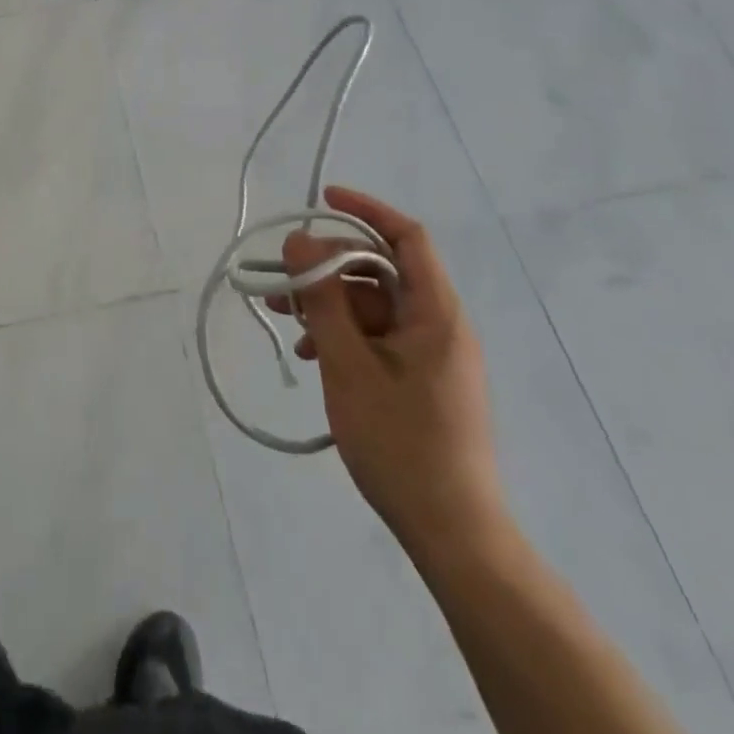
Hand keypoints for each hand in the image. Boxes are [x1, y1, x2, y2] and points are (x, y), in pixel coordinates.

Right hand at [273, 188, 505, 558]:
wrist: (453, 534)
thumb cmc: (401, 443)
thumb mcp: (348, 365)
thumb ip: (322, 299)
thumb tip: (299, 241)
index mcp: (435, 312)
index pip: (407, 237)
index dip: (365, 210)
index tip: (322, 199)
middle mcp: (439, 324)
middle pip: (380, 271)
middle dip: (327, 268)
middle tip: (280, 282)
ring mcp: (432, 354)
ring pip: (373, 306)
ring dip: (328, 305)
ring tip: (284, 320)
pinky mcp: (421, 380)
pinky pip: (377, 337)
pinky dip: (343, 335)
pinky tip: (310, 354)